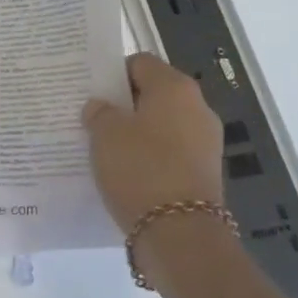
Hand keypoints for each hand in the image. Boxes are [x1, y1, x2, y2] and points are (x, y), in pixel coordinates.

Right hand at [82, 53, 223, 233]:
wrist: (181, 234)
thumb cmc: (140, 169)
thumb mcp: (105, 134)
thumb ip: (100, 112)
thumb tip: (101, 107)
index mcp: (175, 86)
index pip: (140, 63)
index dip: (114, 74)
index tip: (92, 93)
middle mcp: (197, 107)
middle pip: (154, 94)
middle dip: (125, 105)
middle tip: (94, 120)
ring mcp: (206, 141)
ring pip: (162, 126)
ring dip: (138, 133)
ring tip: (107, 150)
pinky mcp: (205, 173)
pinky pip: (171, 154)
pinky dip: (151, 158)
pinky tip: (127, 174)